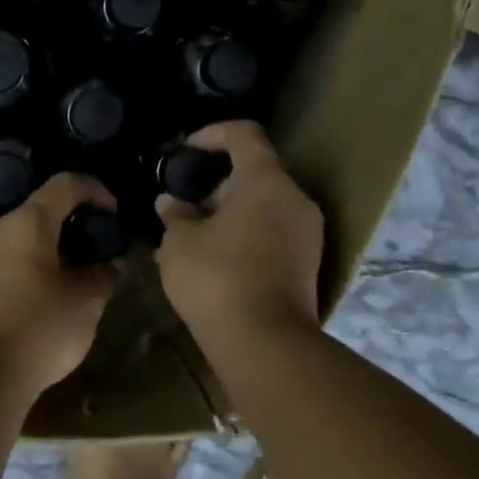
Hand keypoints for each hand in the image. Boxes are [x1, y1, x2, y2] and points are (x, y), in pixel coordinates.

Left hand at [0, 173, 119, 399]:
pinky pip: (2, 259)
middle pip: (38, 210)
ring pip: (18, 236)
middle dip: (71, 222)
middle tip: (95, 247)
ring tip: (72, 273)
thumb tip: (109, 265)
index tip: (114, 212)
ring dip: (47, 246)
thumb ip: (102, 276)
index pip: (65, 184)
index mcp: (26, 223)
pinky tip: (42, 293)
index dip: (95, 190)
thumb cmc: (38, 331)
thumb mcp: (85, 304)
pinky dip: (27, 264)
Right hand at [155, 121, 322, 348]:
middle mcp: (295, 198)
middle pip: (256, 171)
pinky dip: (247, 232)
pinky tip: (217, 258)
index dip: (212, 134)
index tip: (185, 150)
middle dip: (216, 182)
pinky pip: (274, 231)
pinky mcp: (308, 262)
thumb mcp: (179, 243)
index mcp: (265, 181)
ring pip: (265, 204)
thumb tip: (171, 203)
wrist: (266, 344)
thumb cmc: (217, 279)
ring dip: (231, 211)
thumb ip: (175, 215)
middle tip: (184, 204)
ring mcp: (308, 232)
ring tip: (194, 234)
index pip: (244, 134)